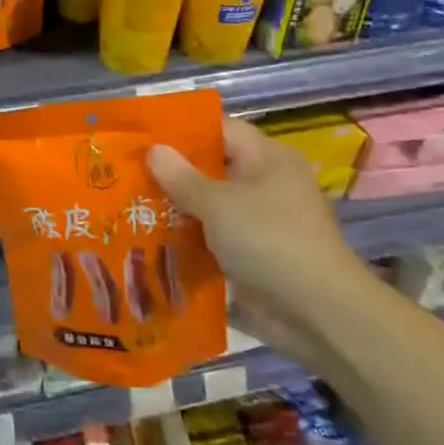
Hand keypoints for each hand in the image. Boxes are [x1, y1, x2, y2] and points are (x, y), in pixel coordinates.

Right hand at [147, 117, 373, 368]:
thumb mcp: (218, 203)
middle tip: (125, 173)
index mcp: (267, 159)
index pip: (219, 130)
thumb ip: (181, 176)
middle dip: (171, 173)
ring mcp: (260, 222)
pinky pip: (212, 238)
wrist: (318, 314)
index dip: (181, 131)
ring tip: (127, 206)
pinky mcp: (253, 256)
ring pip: (208, 206)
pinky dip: (187, 240)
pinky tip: (149, 242)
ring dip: (175, 209)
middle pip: (211, 168)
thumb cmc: (269, 241)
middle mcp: (266, 185)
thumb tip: (154, 150)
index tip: (141, 137)